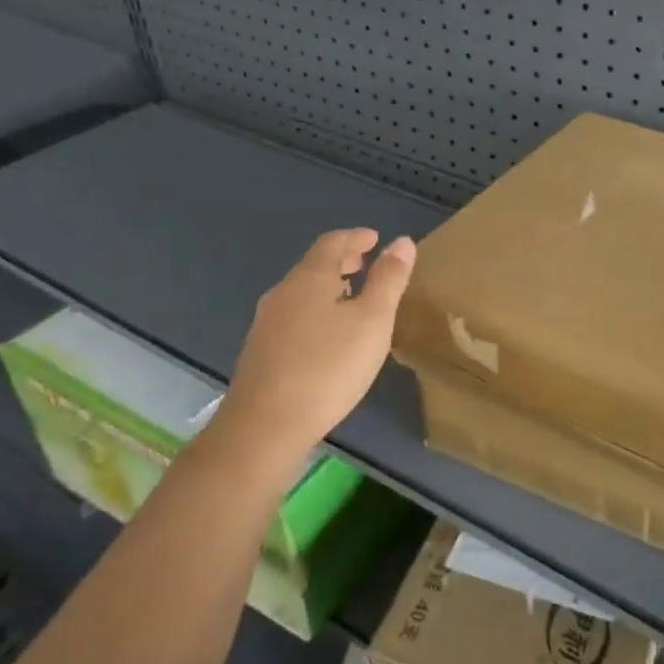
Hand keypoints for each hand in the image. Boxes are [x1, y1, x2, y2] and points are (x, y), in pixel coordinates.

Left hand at [215, 228, 416, 456]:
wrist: (265, 426)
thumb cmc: (328, 366)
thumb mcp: (373, 321)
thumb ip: (389, 279)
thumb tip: (402, 242)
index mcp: (309, 279)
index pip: (332, 243)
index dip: (356, 237)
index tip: (375, 239)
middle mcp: (283, 293)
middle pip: (314, 266)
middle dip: (342, 261)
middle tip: (366, 264)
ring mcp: (266, 324)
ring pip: (302, 292)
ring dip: (329, 287)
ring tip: (353, 298)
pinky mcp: (261, 353)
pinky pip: (294, 316)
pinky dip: (316, 311)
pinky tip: (328, 336)